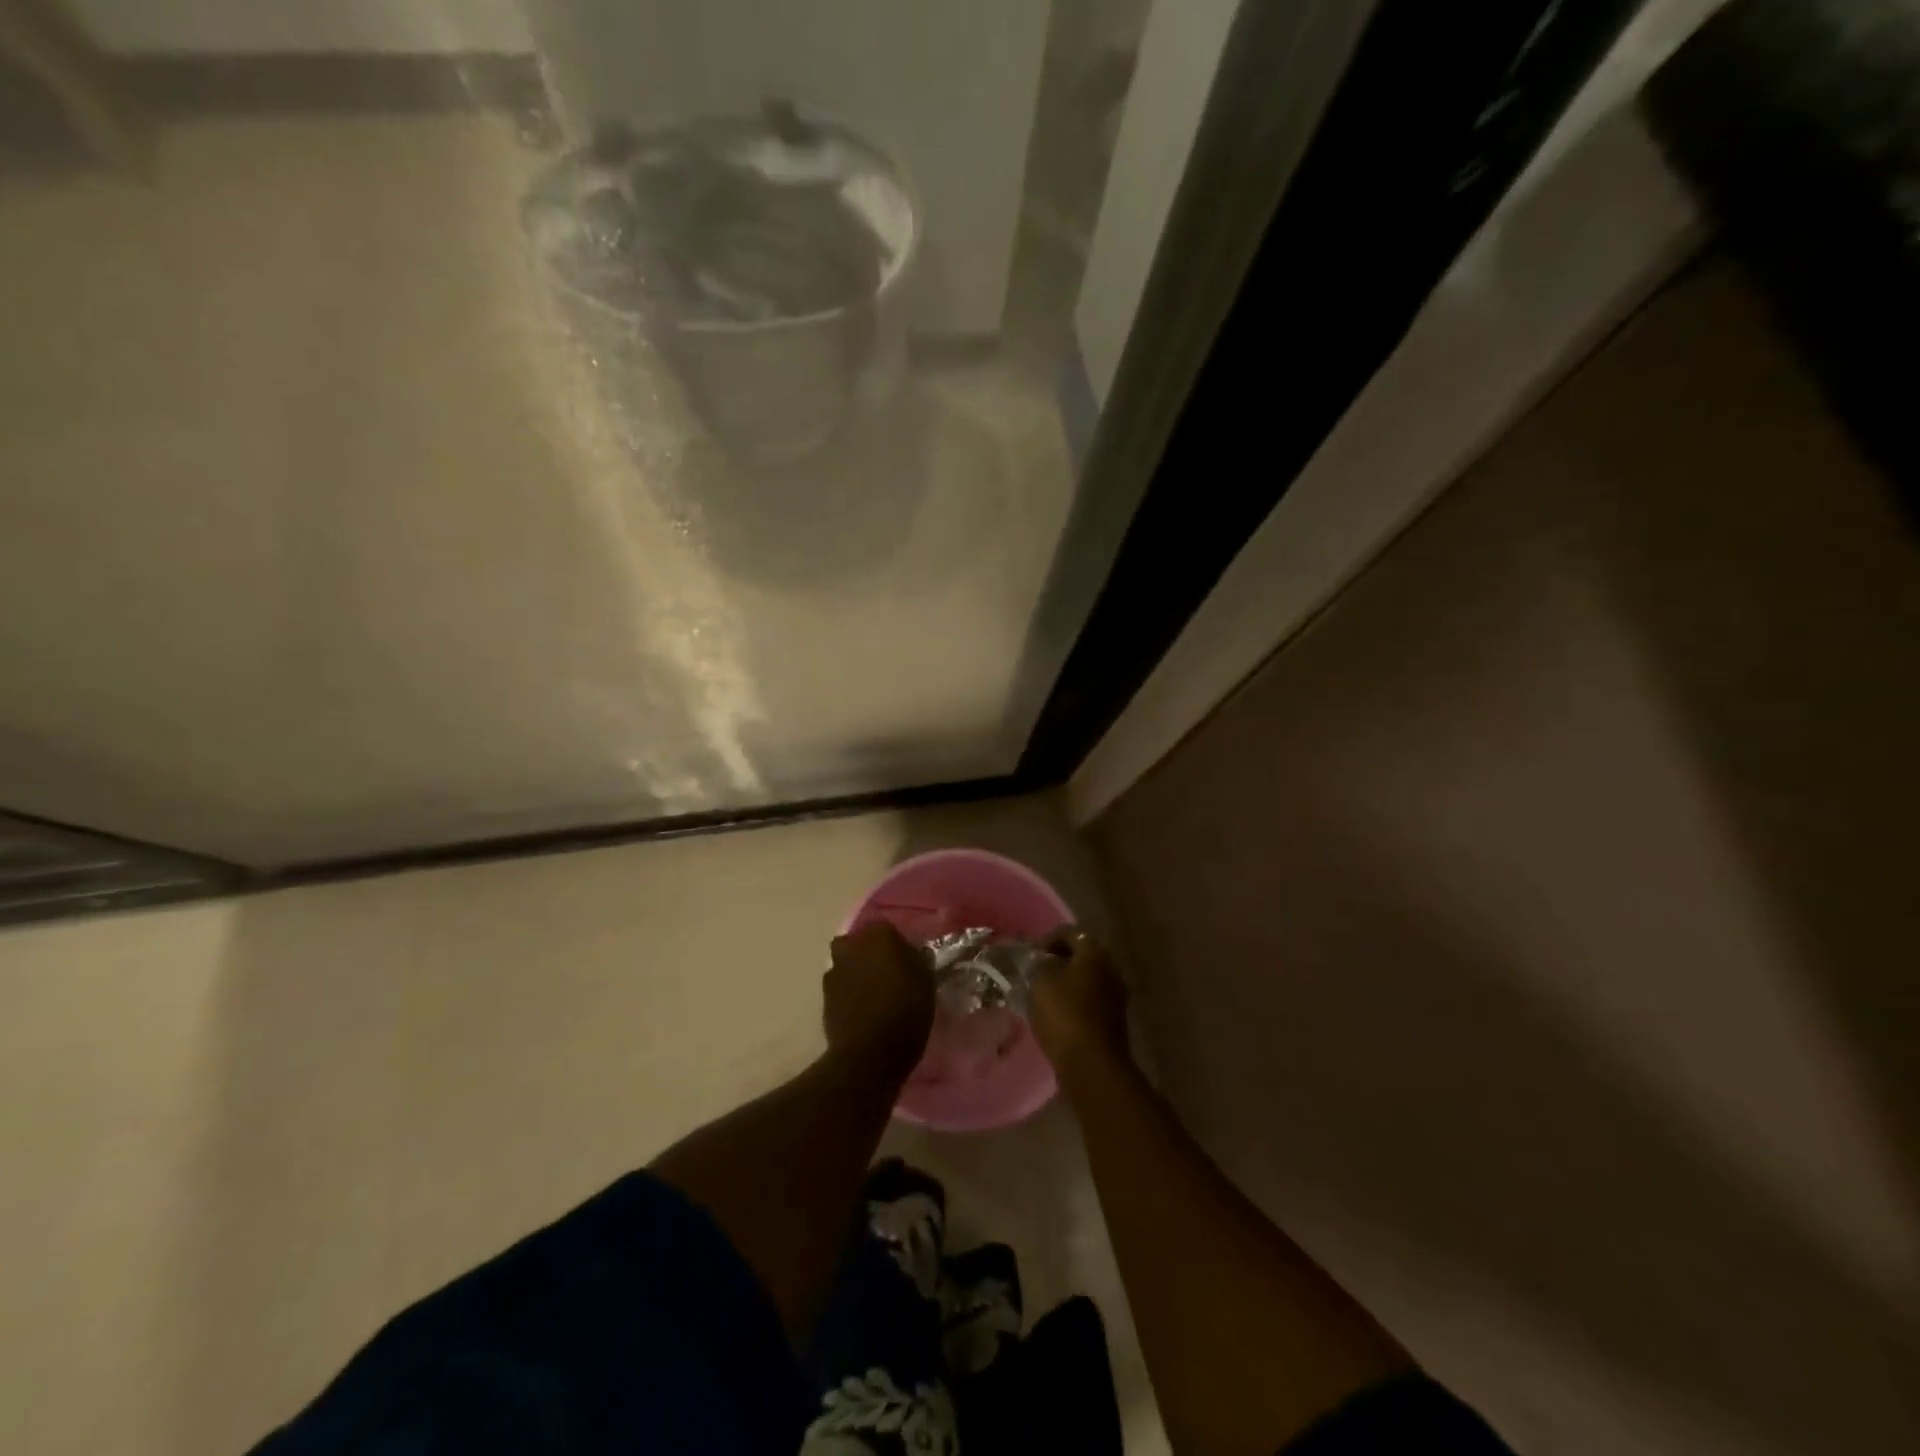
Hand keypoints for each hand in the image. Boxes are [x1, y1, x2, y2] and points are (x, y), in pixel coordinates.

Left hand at [823, 920, 934, 1082]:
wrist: (869, 1053)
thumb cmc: (906, 1011)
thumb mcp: (926, 982)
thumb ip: (917, 961)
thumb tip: (912, 955)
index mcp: (879, 935)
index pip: (886, 928)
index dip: (895, 944)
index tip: (906, 961)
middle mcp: (851, 946)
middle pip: (859, 943)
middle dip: (868, 954)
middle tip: (887, 974)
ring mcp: (833, 971)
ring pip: (846, 964)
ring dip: (856, 973)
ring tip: (873, 995)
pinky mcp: (823, 997)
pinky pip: (839, 987)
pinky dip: (848, 994)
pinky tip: (861, 1011)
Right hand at [1029, 927, 1130, 1073]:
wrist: (1092, 1064)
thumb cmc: (1064, 1014)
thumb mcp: (1041, 981)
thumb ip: (1041, 963)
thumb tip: (1045, 960)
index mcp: (1095, 953)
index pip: (1072, 933)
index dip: (1049, 938)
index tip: (1032, 953)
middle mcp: (1111, 969)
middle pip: (1083, 956)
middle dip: (1059, 961)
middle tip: (1036, 971)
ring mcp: (1116, 996)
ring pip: (1087, 980)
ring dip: (1066, 983)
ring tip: (1042, 994)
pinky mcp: (1113, 1021)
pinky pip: (1090, 1002)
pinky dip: (1074, 1002)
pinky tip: (1056, 1014)